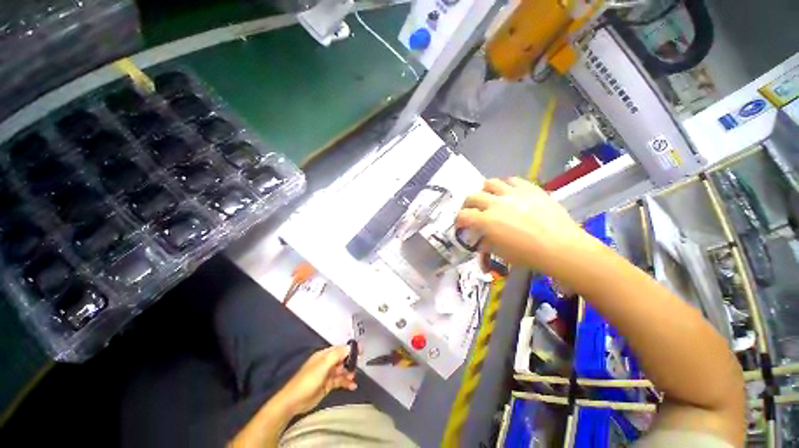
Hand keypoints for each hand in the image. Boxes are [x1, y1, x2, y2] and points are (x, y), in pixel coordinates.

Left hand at [275, 346, 356, 415]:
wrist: (294, 401)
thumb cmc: (308, 380)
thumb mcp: (323, 365)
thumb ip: (337, 354)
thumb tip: (350, 347)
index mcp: (324, 355)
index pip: (340, 348)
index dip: (350, 349)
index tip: (362, 351)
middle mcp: (326, 362)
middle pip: (342, 359)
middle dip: (350, 362)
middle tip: (358, 367)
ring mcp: (327, 374)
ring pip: (342, 370)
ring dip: (349, 373)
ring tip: (353, 378)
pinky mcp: (327, 385)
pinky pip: (340, 381)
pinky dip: (346, 383)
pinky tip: (352, 386)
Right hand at [457, 177, 592, 274]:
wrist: (562, 247)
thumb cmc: (528, 255)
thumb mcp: (501, 252)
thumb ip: (486, 242)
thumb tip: (481, 239)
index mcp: (486, 221)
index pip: (463, 215)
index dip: (459, 219)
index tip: (461, 223)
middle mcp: (495, 203)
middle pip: (473, 196)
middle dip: (468, 204)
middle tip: (472, 209)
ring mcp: (513, 193)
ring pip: (490, 183)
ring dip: (486, 190)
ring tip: (490, 197)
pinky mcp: (530, 188)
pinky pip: (513, 180)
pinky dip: (507, 185)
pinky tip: (510, 193)